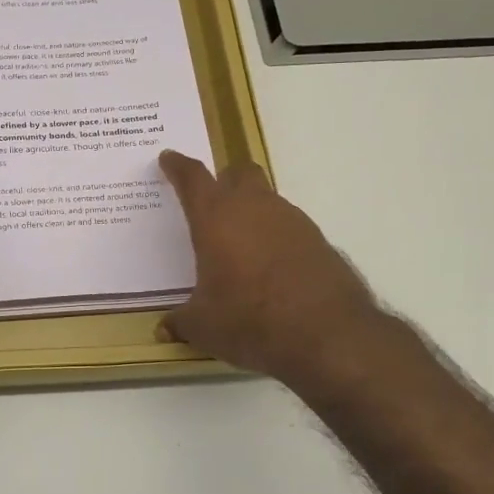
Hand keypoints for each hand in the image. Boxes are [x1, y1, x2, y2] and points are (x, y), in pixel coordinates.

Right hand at [158, 150, 391, 398]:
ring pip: (267, 200)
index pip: (193, 178)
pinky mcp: (318, 241)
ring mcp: (292, 221)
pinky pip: (289, 227)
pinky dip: (276, 237)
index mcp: (216, 218)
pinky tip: (271, 268)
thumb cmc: (250, 320)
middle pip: (239, 173)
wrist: (327, 334)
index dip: (178, 166)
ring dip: (252, 212)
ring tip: (240, 246)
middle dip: (223, 179)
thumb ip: (181, 322)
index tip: (170, 158)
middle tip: (211, 200)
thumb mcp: (203, 326)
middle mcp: (254, 208)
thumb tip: (165, 329)